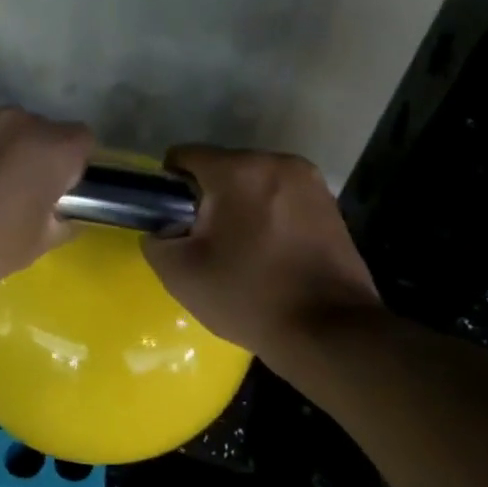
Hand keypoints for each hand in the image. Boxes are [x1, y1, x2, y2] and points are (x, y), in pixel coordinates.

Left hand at [0, 107, 94, 311]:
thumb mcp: (38, 245)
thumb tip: (64, 213)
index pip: (81, 139)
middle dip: (31, 155)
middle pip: (35, 129)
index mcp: (48, 147)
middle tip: (14, 192)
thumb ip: (62, 220)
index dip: (72, 165)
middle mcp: (10, 120)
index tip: (55, 190)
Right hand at [143, 145, 377, 357]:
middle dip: (209, 198)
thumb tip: (164, 228)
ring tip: (240, 249)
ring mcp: (310, 181)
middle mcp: (277, 162)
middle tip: (206, 243)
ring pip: (255, 183)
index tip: (173, 221)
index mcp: (238, 171)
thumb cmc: (248, 296)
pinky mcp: (330, 204)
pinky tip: (270, 253)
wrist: (327, 331)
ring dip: (240, 206)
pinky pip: (282, 198)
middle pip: (223, 168)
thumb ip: (156, 240)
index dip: (169, 186)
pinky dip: (269, 216)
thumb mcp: (180, 274)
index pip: (185, 156)